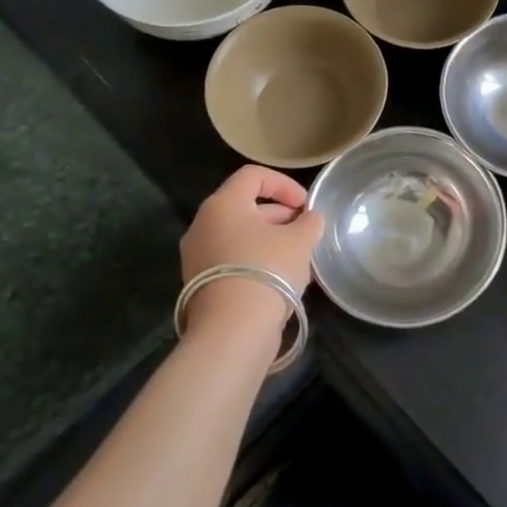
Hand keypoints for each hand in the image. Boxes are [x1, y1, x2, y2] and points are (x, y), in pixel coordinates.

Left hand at [179, 165, 324, 334]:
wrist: (232, 330)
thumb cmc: (268, 270)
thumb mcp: (300, 240)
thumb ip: (309, 222)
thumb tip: (310, 219)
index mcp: (223, 204)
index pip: (253, 176)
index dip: (284, 184)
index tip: (305, 205)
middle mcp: (203, 225)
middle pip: (245, 206)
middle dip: (279, 215)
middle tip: (304, 231)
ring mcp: (196, 256)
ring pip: (239, 236)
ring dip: (269, 240)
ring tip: (297, 258)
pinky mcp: (199, 284)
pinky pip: (231, 260)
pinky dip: (255, 261)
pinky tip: (280, 279)